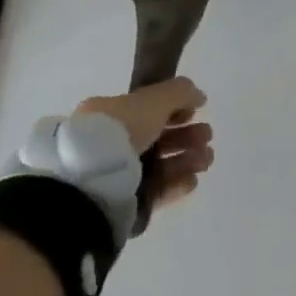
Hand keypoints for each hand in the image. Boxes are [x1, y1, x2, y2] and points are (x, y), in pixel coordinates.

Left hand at [75, 77, 213, 206]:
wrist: (88, 183)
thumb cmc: (119, 130)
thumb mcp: (154, 98)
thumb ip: (180, 92)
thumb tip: (198, 96)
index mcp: (111, 114)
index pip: (149, 109)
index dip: (176, 109)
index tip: (195, 111)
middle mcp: (111, 143)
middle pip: (159, 137)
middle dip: (188, 135)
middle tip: (207, 136)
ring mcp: (116, 174)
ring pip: (160, 164)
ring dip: (188, 159)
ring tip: (206, 160)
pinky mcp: (123, 203)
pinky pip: (155, 191)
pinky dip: (176, 184)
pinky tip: (192, 180)